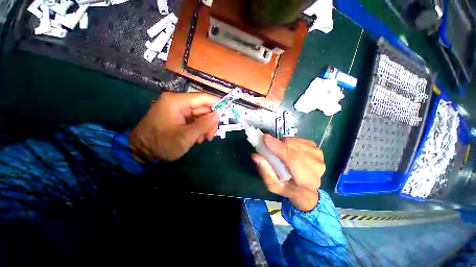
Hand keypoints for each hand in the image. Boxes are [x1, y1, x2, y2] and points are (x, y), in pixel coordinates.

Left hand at [130, 92, 219, 161]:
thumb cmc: (162, 144)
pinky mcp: (177, 116)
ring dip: (205, 127)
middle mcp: (178, 102)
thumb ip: (204, 125)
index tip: (227, 111)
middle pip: (203, 108)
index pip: (203, 98)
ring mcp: (177, 109)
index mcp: (177, 101)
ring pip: (200, 115)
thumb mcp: (186, 136)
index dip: (217, 103)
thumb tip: (218, 114)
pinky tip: (196, 138)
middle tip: (211, 136)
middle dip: (210, 121)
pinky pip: (194, 120)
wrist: (141, 152)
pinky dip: (198, 128)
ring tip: (202, 140)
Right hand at [252, 135, 324, 210]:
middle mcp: (316, 166)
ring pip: (293, 142)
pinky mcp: (316, 148)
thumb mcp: (273, 185)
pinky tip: (288, 149)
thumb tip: (255, 156)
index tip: (265, 138)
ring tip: (280, 151)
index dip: (278, 147)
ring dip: (283, 144)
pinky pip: (298, 139)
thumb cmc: (289, 188)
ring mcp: (318, 155)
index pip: (292, 159)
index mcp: (306, 180)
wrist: (308, 190)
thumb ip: (265, 172)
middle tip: (269, 147)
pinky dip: (289, 142)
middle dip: (278, 144)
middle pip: (292, 147)